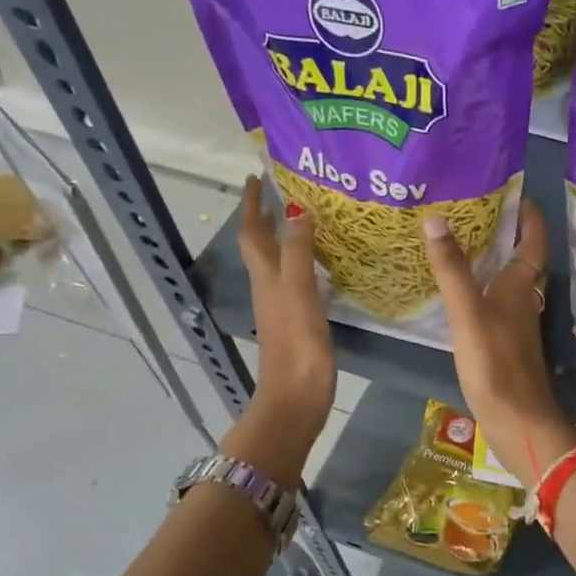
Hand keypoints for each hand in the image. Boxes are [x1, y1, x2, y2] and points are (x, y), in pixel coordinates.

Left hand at [237, 177, 335, 446]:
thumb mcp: (297, 292)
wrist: (296, 399)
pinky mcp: (298, 323)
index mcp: (266, 277)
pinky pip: (297, 281)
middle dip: (268, 218)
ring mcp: (282, 306)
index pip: (252, 232)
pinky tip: (323, 266)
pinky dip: (304, 264)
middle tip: (285, 193)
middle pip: (263, 246)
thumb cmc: (297, 346)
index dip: (252, 205)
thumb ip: (298, 252)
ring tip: (308, 220)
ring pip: (279, 262)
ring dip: (287, 239)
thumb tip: (297, 210)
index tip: (257, 177)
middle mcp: (269, 287)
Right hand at [422, 199, 572, 486]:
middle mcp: (524, 299)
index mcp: (522, 285)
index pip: (533, 239)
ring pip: (509, 280)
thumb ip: (452, 269)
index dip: (527, 213)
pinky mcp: (505, 343)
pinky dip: (482, 287)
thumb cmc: (495, 363)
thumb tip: (435, 218)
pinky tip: (460, 290)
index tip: (512, 190)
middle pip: (522, 257)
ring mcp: (516, 323)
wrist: (517, 421)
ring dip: (494, 259)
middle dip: (506, 231)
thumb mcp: (468, 312)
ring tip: (463, 240)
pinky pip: (496, 302)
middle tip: (476, 208)